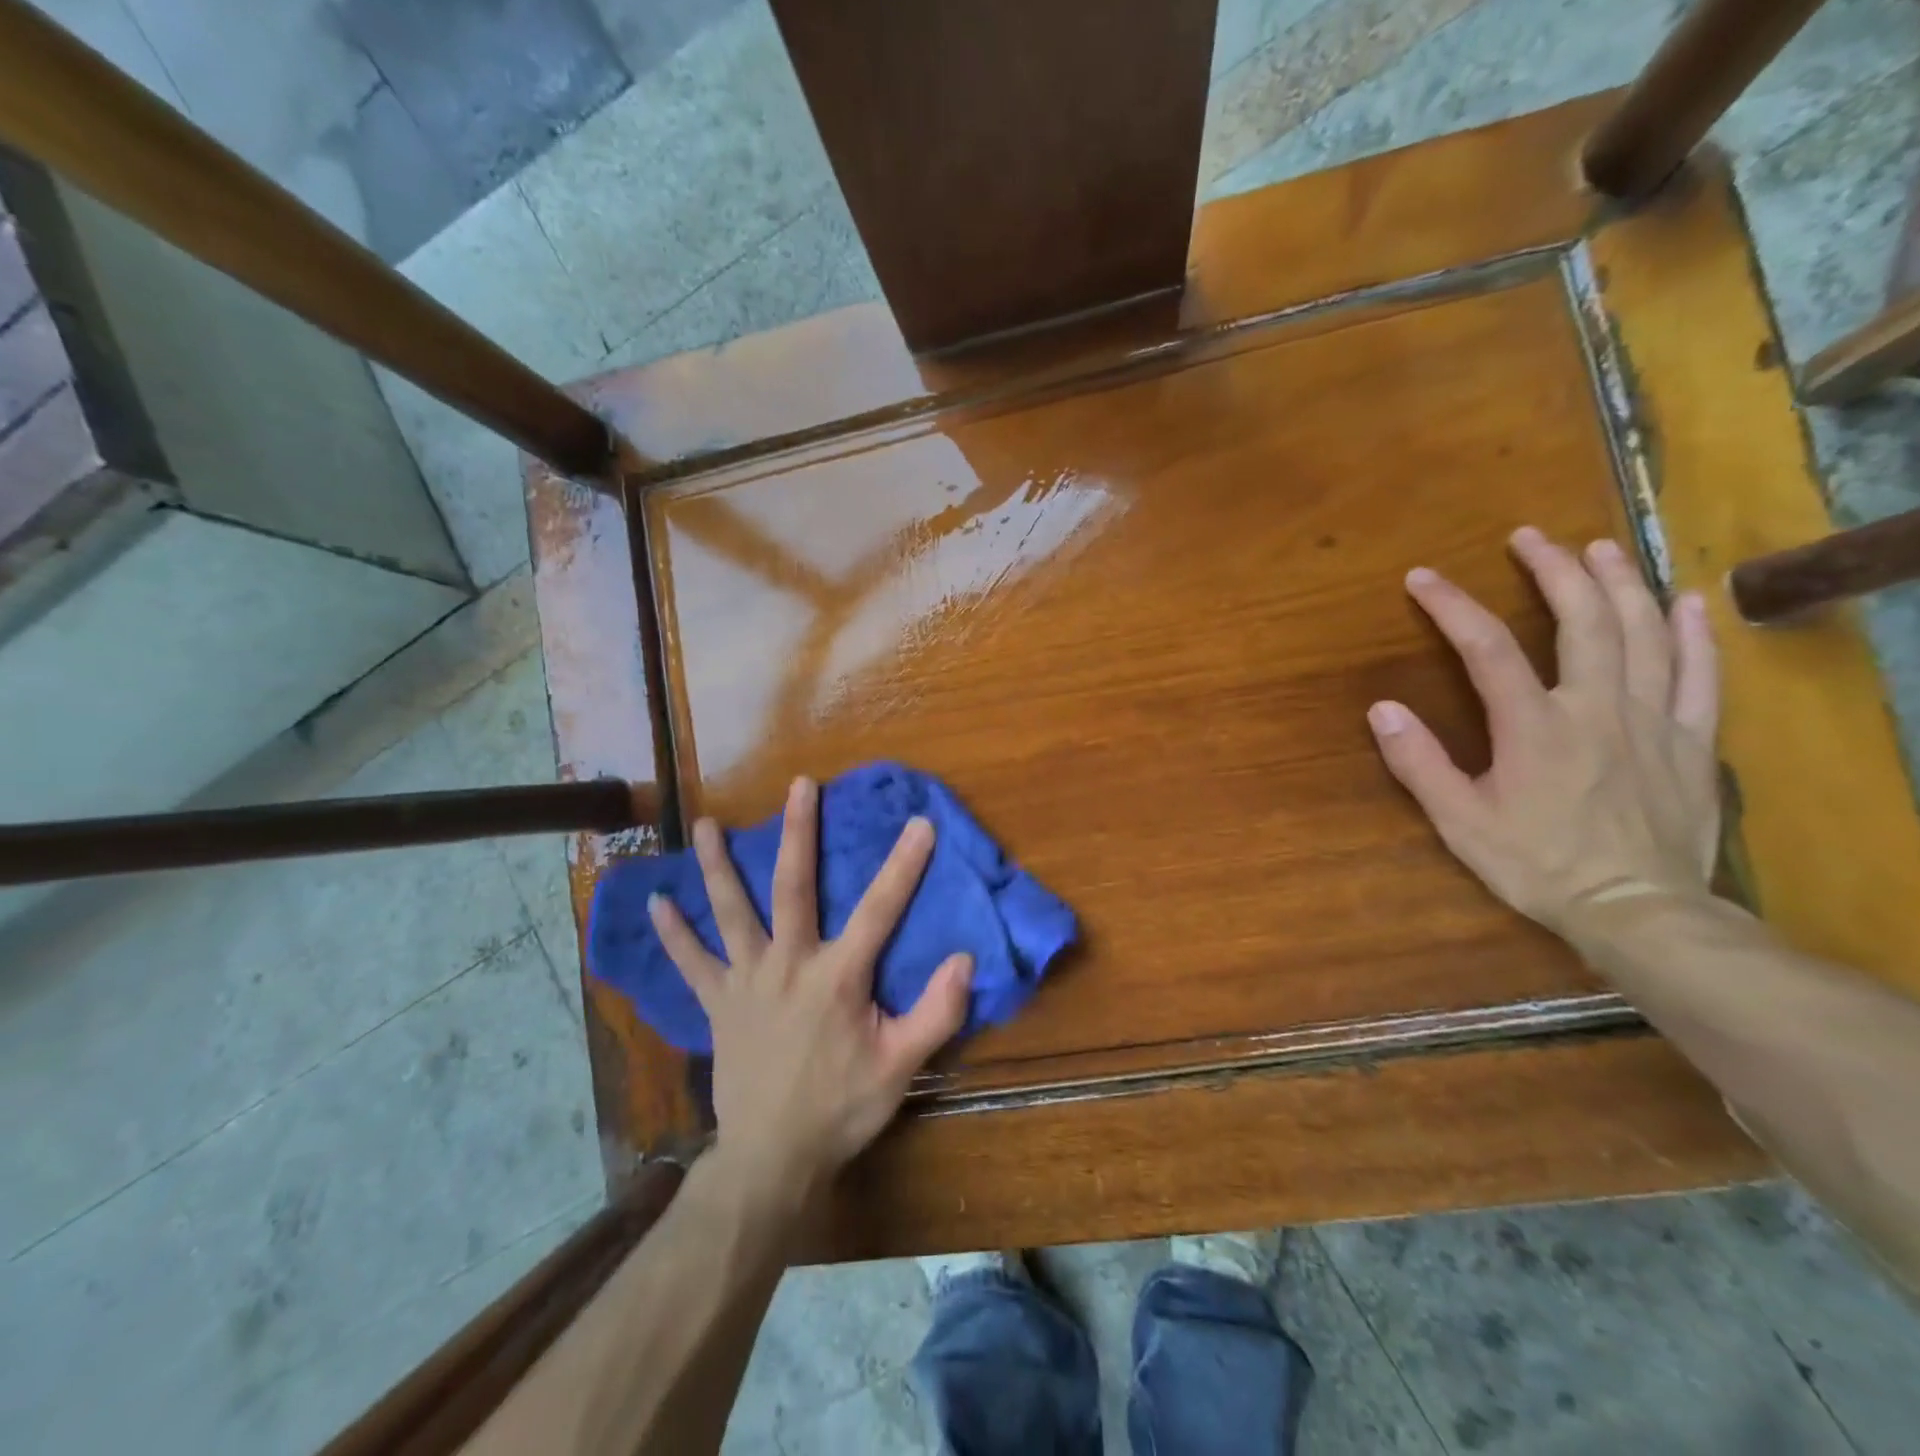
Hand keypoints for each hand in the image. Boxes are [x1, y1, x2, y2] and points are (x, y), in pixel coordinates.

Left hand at [647, 778, 972, 1194]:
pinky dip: (673, 934)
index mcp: (837, 977)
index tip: (919, 823)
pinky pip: (691, 962)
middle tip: (800, 786)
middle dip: (799, 832)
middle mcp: (788, 964)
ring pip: (730, 912)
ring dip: (718, 866)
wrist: (771, 1158)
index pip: (878, 910)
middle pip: (793, 887)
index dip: (903, 866)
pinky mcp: (717, 1003)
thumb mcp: (900, 1067)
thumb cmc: (841, 1108)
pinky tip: (656, 903)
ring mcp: (746, 981)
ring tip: (704, 824)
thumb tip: (965, 959)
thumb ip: (936, 1013)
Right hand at [1367, 526, 1721, 935]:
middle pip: (1581, 621)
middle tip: (1530, 537)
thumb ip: (1419, 763)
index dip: (1452, 606)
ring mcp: (1653, 720)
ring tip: (1599, 548)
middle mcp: (1596, 707)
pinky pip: (1702, 676)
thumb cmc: (1537, 865)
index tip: (1422, 577)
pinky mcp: (1693, 741)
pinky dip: (1694, 634)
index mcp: (1534, 726)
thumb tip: (1381, 709)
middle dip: (1554, 570)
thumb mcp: (1459, 821)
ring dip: (1620, 584)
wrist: (1637, 910)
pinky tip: (1685, 602)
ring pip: (1643, 634)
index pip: (1488, 648)